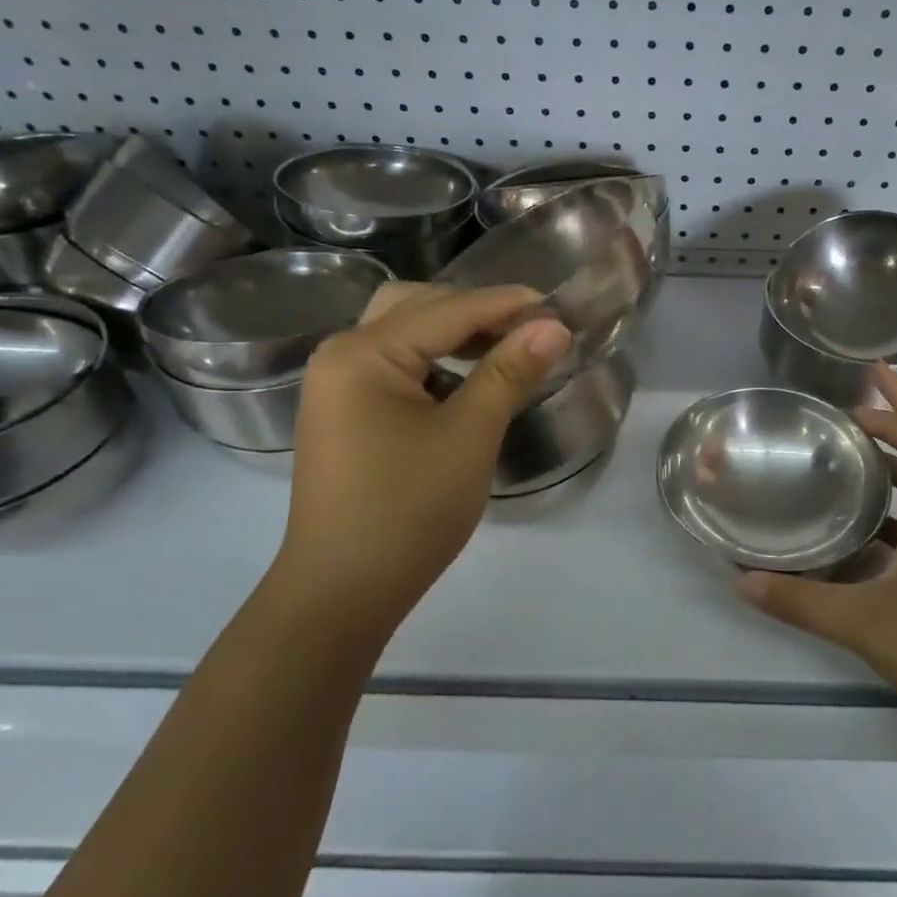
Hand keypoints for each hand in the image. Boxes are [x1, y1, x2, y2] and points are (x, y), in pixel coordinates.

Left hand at [270, 284, 570, 639]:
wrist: (342, 592)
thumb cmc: (408, 511)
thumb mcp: (469, 436)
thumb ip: (509, 372)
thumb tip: (554, 327)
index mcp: (363, 353)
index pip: (448, 309)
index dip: (507, 304)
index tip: (559, 306)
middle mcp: (341, 354)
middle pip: (417, 307)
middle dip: (478, 311)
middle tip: (532, 327)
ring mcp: (337, 385)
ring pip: (404, 334)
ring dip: (456, 333)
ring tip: (508, 347)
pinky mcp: (345, 413)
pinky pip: (395, 366)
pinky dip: (435, 361)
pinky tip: (469, 379)